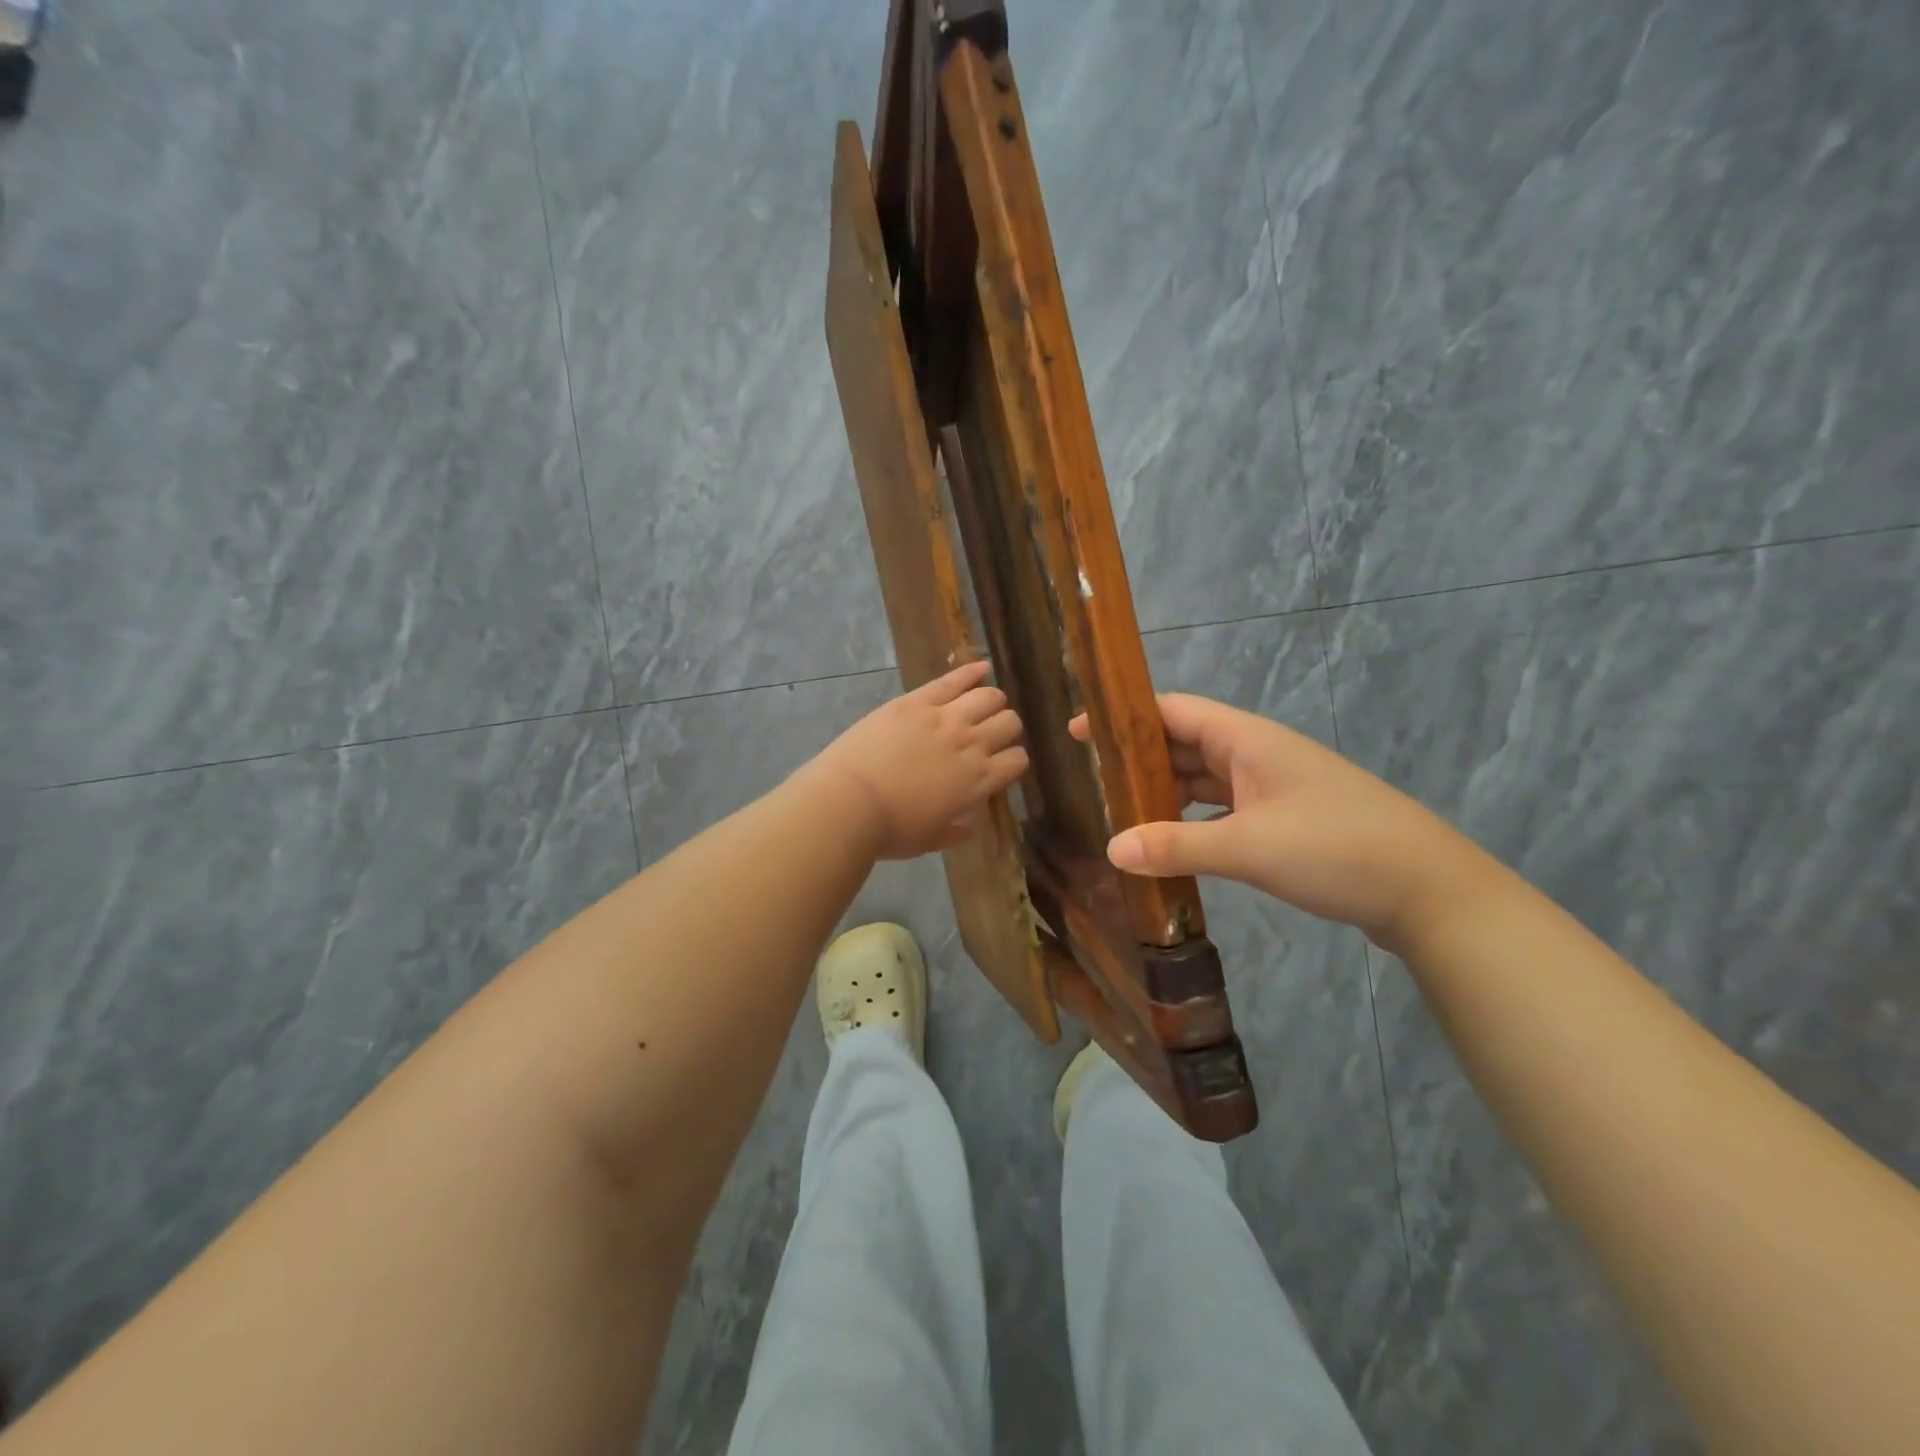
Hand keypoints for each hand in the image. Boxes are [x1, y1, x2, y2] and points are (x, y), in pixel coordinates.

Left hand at [802, 661, 1029, 860]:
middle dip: (1005, 728)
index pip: (1017, 761)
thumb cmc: (890, 829)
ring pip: (989, 697)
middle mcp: (971, 745)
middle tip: (991, 733)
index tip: (1001, 764)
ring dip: (992, 701)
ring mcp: (946, 718)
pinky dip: (972, 671)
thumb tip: (970, 828)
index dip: (1013, 761)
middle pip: (1009, 723)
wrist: (850, 802)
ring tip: (985, 704)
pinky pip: (953, 679)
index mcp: (978, 782)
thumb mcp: (929, 840)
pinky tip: (982, 667)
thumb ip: (954, 833)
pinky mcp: (918, 701)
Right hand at [1070, 693, 1488, 947]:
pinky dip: (1191, 817)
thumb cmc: (1339, 850)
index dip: (1123, 717)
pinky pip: (1222, 807)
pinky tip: (1170, 840)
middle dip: (1136, 756)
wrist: (1430, 891)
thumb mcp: (1250, 847)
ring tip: (1116, 809)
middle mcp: (1256, 753)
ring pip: (1202, 777)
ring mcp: (1273, 786)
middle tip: (1087, 778)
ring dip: (1163, 790)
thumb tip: (1110, 848)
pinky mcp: (1284, 819)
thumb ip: (1177, 845)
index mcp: (1247, 739)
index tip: (1076, 732)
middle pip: (1183, 742)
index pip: (1171, 710)